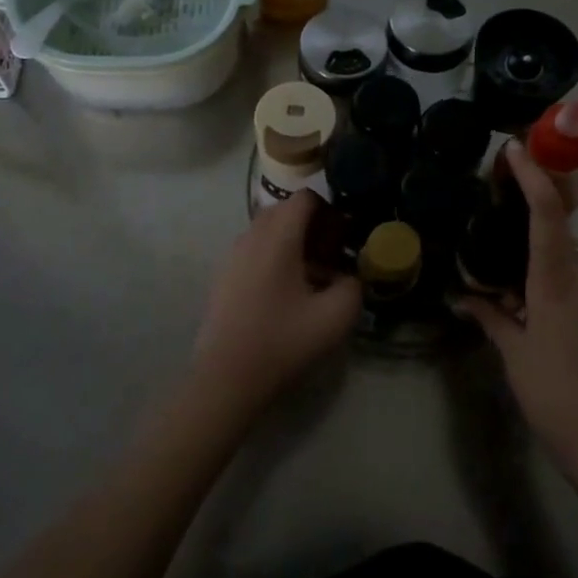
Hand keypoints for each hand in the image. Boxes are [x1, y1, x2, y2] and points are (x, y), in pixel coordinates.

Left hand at [190, 190, 361, 412]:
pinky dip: (274, 258)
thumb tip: (348, 276)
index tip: (345, 237)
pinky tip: (287, 295)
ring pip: (268, 232)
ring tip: (313, 278)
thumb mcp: (336, 316)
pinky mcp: (223, 277)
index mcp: (277, 237)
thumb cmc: (282, 341)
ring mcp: (232, 256)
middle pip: (285, 211)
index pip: (305, 198)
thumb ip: (353, 285)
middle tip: (333, 256)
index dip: (331, 210)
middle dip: (313, 226)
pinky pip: (254, 251)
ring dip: (293, 243)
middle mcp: (251, 236)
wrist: (226, 378)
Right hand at [456, 142, 577, 472]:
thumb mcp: (516, 355)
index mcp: (558, 281)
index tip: (514, 148)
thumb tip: (464, 295)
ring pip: (564, 254)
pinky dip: (547, 276)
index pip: (547, 213)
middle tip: (496, 199)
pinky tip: (522, 301)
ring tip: (497, 262)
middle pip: (559, 225)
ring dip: (535, 249)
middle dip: (532, 205)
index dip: (533, 176)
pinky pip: (572, 278)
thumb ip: (491, 317)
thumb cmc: (558, 397)